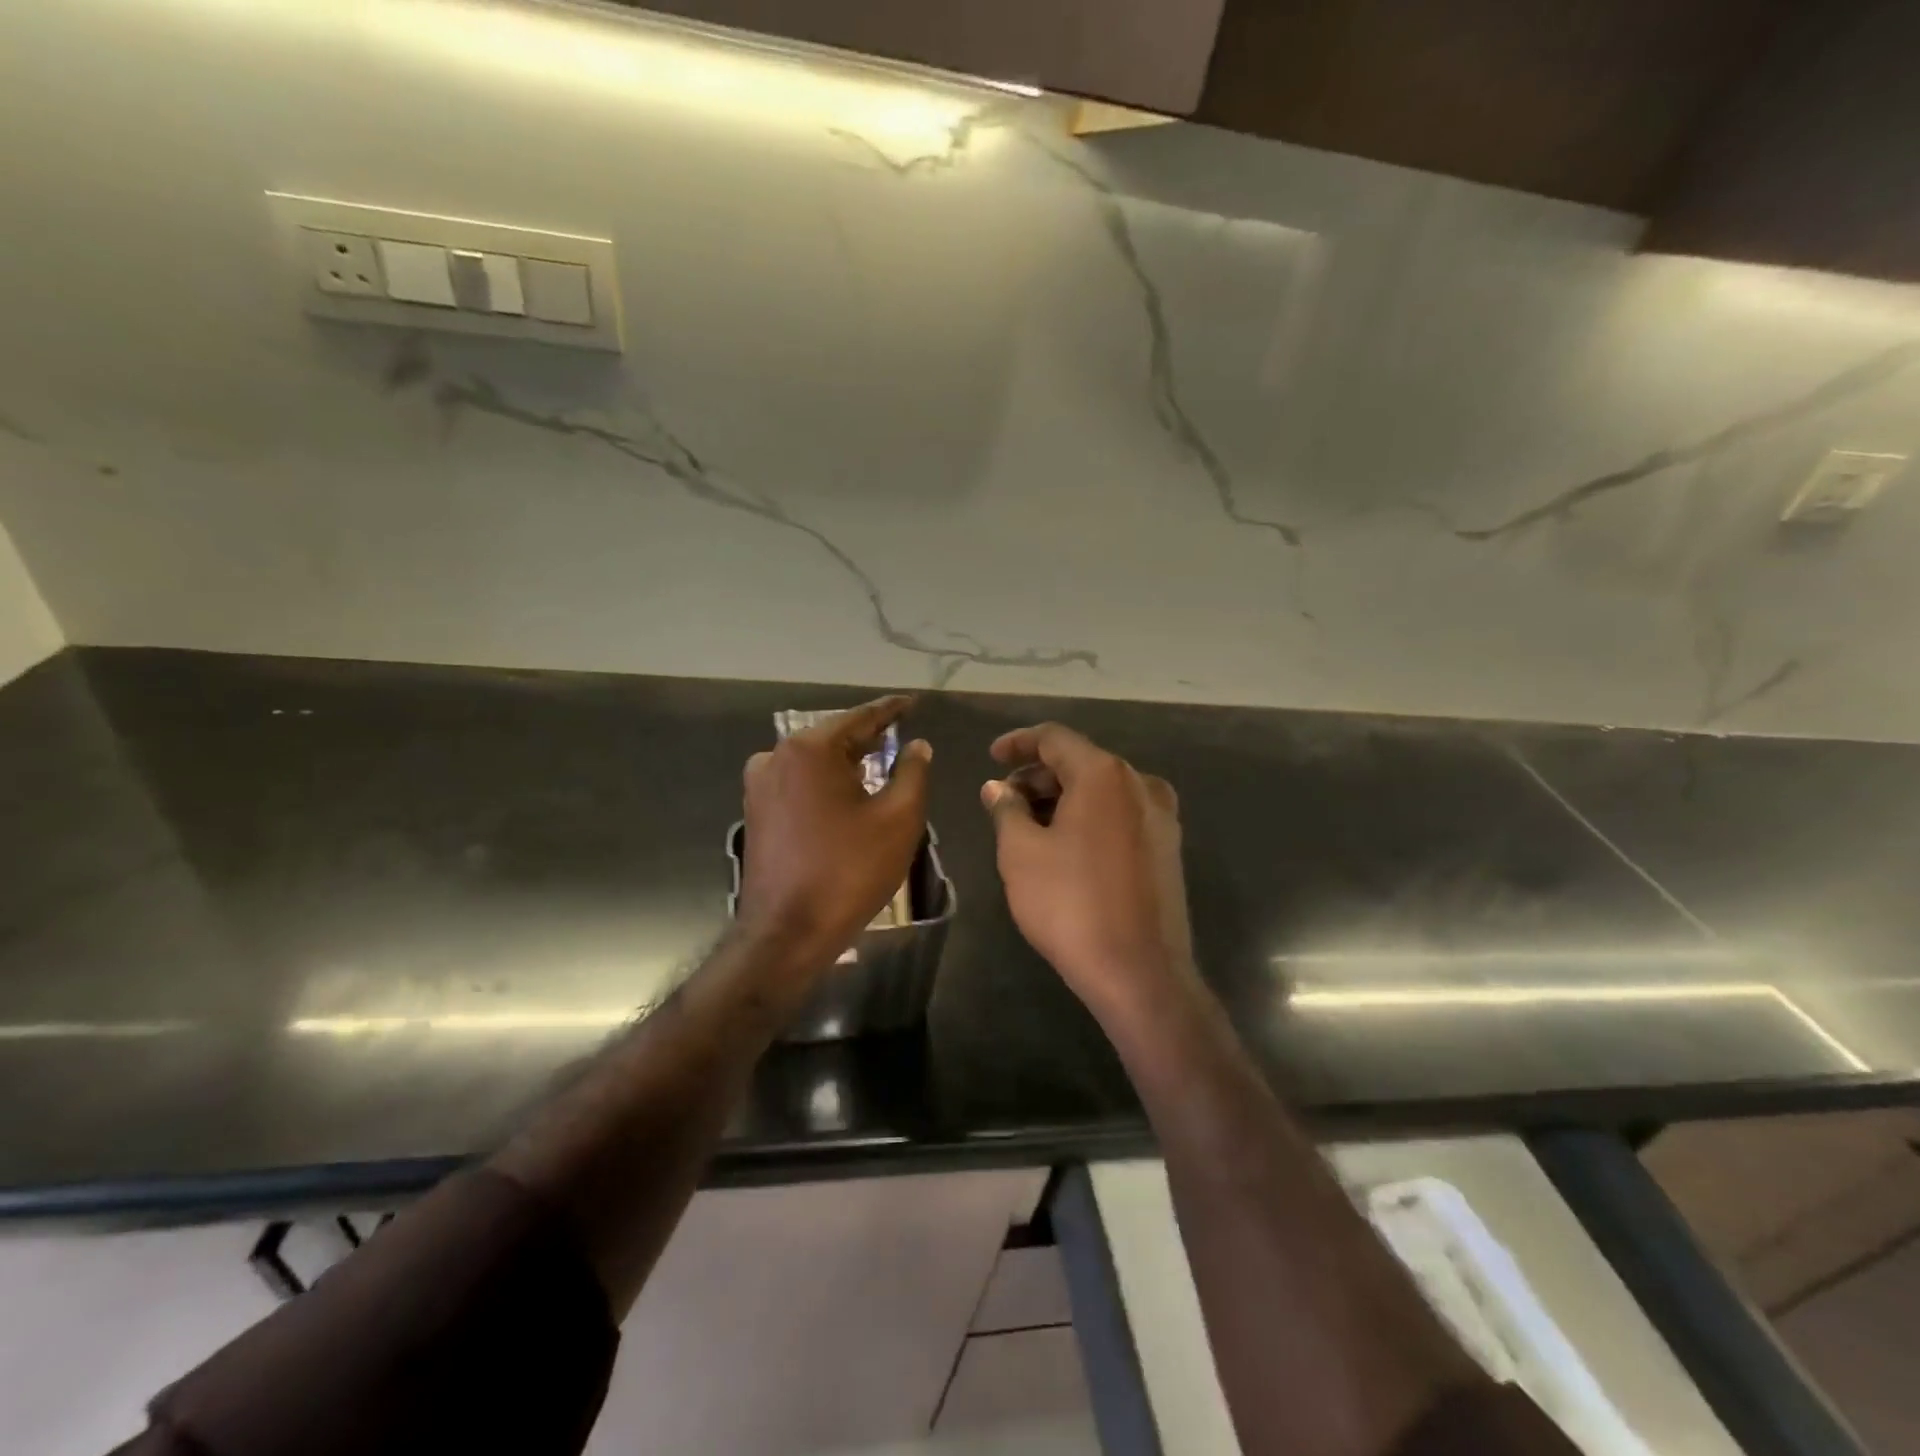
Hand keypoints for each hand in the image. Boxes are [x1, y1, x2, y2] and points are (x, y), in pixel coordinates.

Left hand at [738, 696, 931, 973]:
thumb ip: (913, 773)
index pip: (860, 717)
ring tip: (880, 764)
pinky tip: (849, 794)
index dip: (891, 710)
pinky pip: (800, 783)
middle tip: (902, 734)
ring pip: (815, 761)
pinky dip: (827, 782)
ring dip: (847, 762)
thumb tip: (917, 745)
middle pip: (834, 737)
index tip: (913, 701)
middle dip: (869, 738)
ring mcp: (760, 785)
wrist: (786, 933)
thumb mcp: (898, 820)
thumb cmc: (848, 872)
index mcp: (809, 750)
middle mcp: (776, 756)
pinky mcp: (757, 811)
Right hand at [981, 723, 1195, 1019]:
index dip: (1018, 743)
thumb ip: (1006, 809)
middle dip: (1038, 775)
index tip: (992, 757)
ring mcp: (1161, 816)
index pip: (1054, 738)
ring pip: (1102, 790)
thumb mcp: (1021, 854)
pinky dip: (1089, 817)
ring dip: (1063, 798)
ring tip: (1028, 824)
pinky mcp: (1168, 847)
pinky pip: (1120, 814)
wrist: (1140, 972)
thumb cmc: (1071, 904)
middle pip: (1081, 762)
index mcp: (1104, 774)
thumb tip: (998, 787)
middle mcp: (1140, 784)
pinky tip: (1065, 844)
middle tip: (1004, 800)